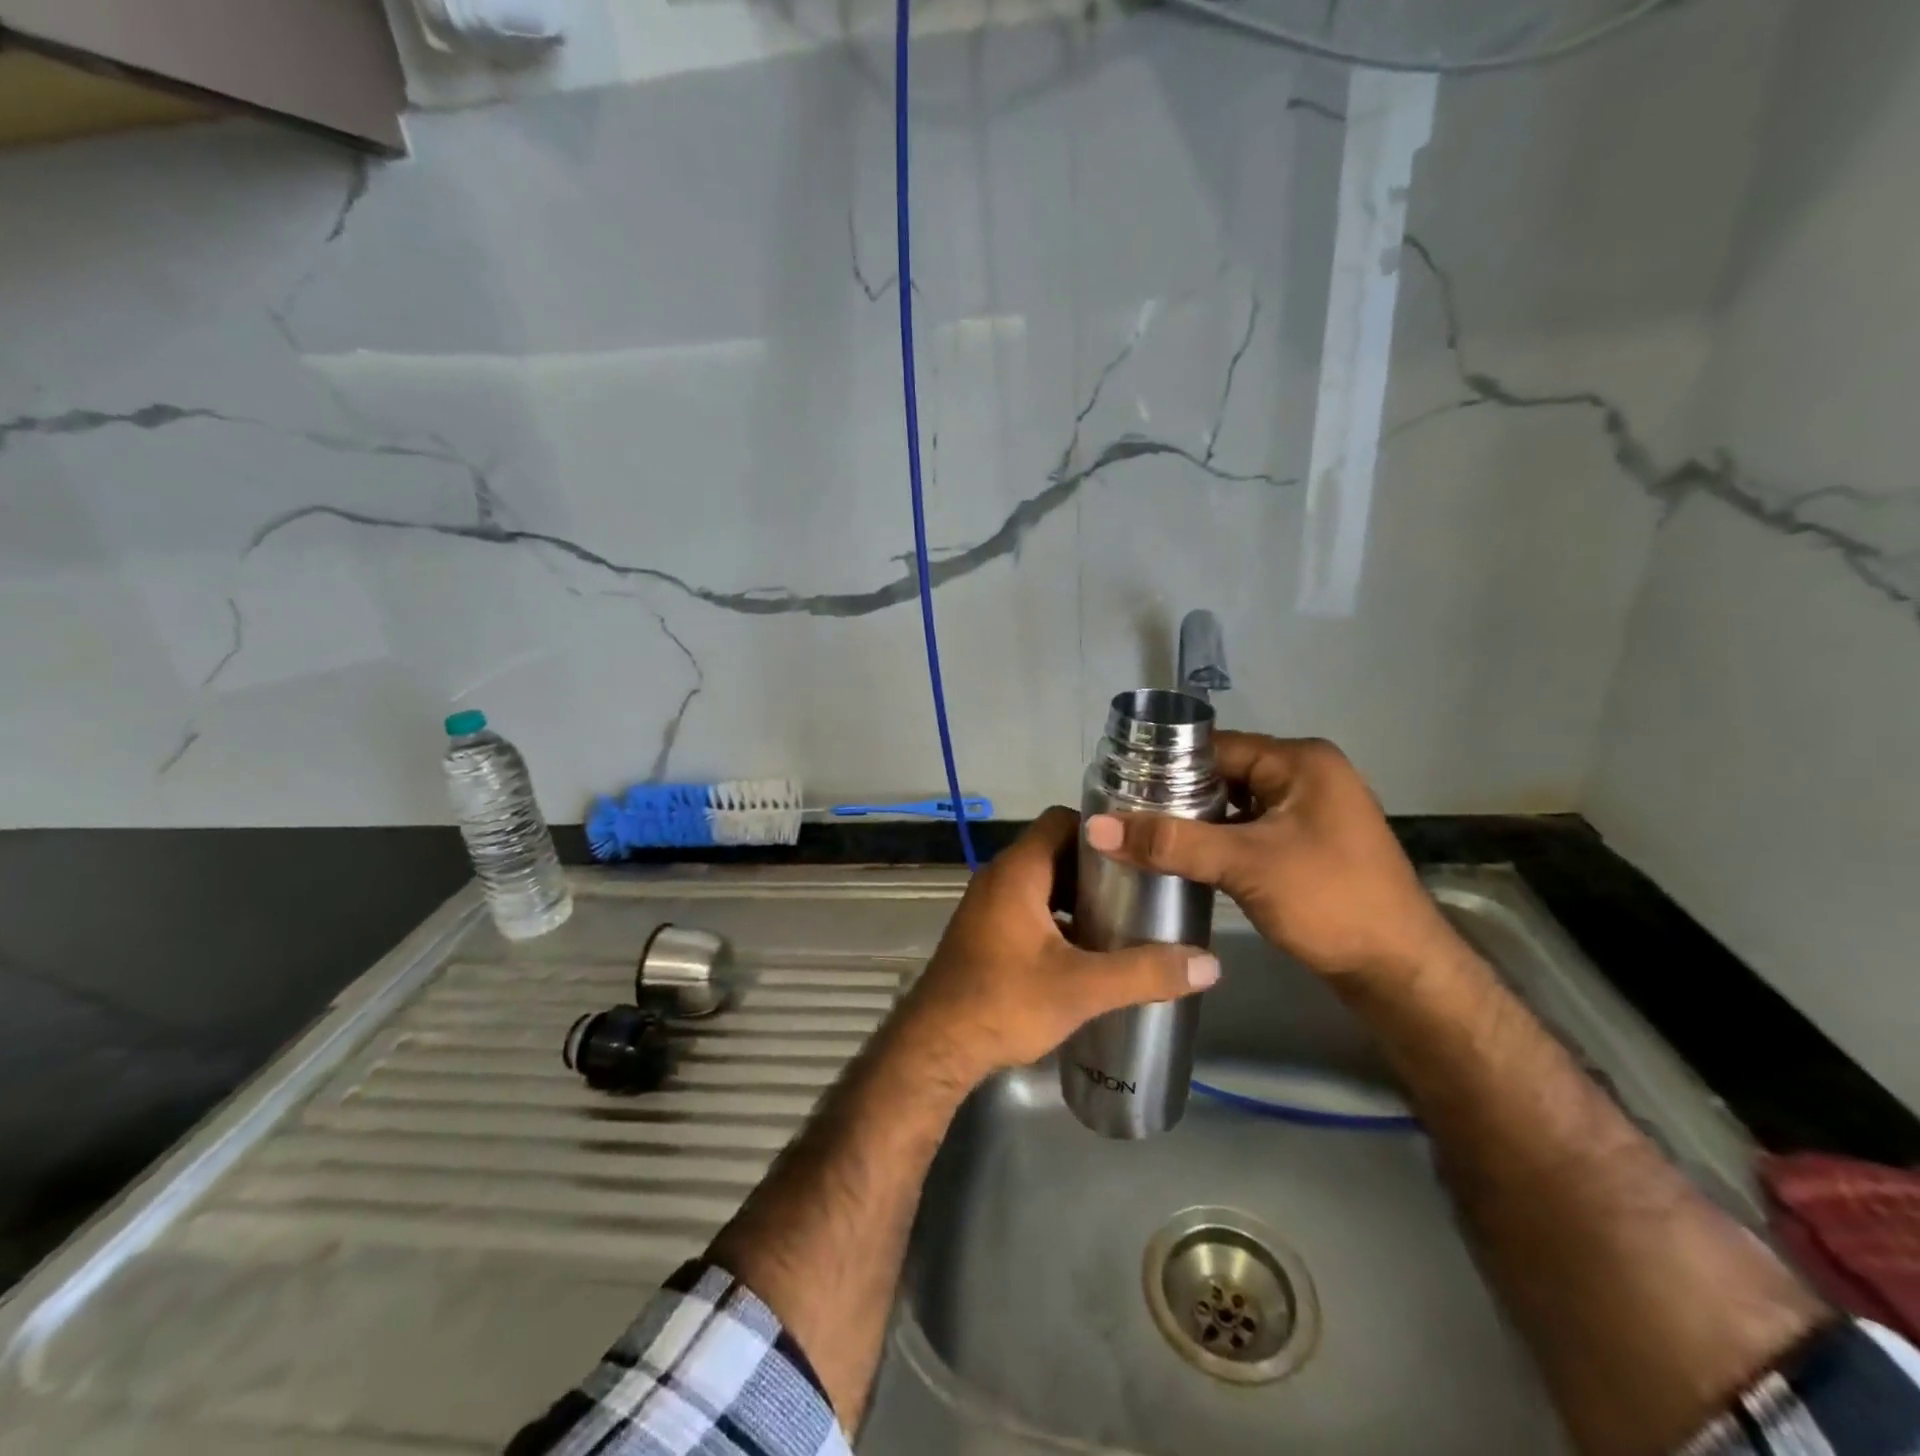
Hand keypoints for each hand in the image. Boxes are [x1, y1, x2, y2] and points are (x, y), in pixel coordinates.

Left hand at [898, 807, 1219, 1087]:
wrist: (936, 1047)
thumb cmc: (1005, 1002)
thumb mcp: (1082, 988)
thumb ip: (1144, 972)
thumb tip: (1209, 964)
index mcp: (1018, 871)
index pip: (1062, 820)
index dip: (1102, 829)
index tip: (1141, 849)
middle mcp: (1000, 878)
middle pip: (1056, 851)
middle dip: (1099, 868)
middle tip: (1143, 887)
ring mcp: (988, 905)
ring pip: (1044, 883)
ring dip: (1079, 896)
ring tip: (1124, 918)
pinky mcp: (986, 932)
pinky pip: (1030, 908)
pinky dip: (1059, 918)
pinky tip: (1088, 950)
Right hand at [1085, 733, 1462, 983]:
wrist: (1399, 972)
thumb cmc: (1328, 901)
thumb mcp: (1244, 865)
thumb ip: (1171, 842)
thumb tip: (1098, 827)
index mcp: (1300, 761)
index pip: (1216, 747)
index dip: (1166, 765)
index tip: (1119, 788)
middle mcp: (1308, 775)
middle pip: (1224, 774)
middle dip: (1177, 796)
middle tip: (1126, 817)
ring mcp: (1311, 810)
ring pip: (1235, 804)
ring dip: (1197, 821)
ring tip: (1144, 837)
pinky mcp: (1309, 843)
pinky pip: (1251, 828)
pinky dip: (1219, 840)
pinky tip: (1185, 858)